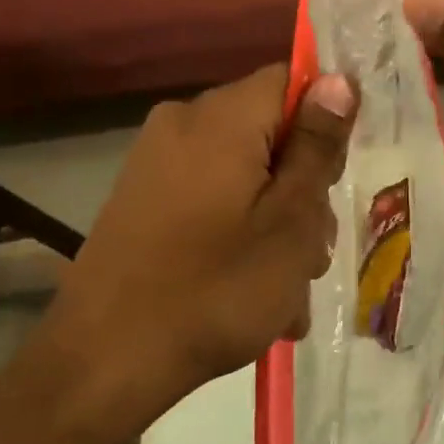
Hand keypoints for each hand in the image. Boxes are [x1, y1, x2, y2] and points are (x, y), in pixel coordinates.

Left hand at [40, 65, 357, 424]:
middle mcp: (183, 124)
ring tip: (286, 293)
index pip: (293, 80)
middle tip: (312, 253)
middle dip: (302, 188)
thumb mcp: (289, 220)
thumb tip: (339, 80)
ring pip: (246, 174)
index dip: (325, 124)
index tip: (333, 182)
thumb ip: (317, 146)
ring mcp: (156, 163)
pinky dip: (239, 234)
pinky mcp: (142, 200)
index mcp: (221, 117)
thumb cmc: (216, 288)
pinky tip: (253, 294)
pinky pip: (212, 199)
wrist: (103, 364)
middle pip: (270, 133)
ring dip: (276, 223)